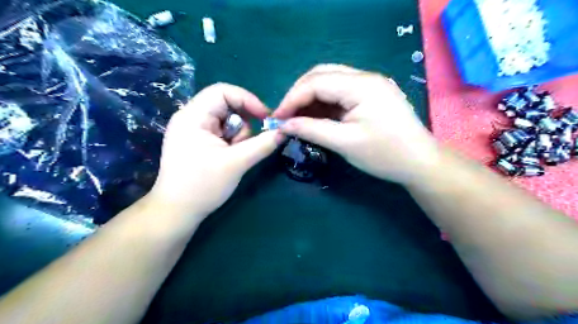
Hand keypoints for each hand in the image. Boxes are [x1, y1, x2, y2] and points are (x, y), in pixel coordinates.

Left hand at [147, 83, 281, 220]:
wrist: (178, 212)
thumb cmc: (203, 186)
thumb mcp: (237, 163)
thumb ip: (262, 144)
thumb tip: (283, 131)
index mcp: (193, 116)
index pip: (223, 91)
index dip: (247, 100)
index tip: (265, 118)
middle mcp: (191, 117)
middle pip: (226, 105)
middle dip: (243, 123)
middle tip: (248, 143)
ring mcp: (194, 130)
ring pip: (227, 120)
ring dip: (238, 135)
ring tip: (234, 156)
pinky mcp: (198, 141)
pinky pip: (222, 131)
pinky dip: (232, 141)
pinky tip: (229, 157)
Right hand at [274, 63, 440, 184]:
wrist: (420, 162)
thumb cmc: (385, 154)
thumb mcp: (345, 143)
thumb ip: (312, 130)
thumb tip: (284, 125)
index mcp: (361, 85)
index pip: (315, 82)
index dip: (291, 99)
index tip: (277, 118)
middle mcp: (364, 77)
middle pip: (321, 75)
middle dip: (298, 94)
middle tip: (285, 115)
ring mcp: (369, 84)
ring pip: (329, 81)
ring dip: (310, 97)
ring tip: (297, 117)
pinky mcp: (370, 95)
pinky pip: (339, 92)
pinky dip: (323, 103)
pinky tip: (315, 116)